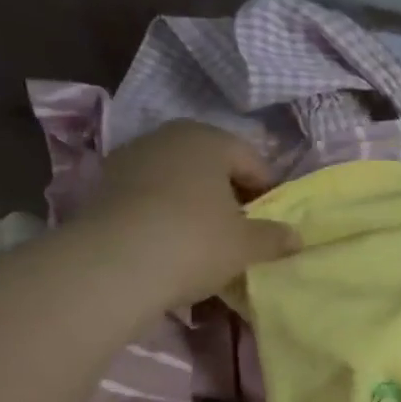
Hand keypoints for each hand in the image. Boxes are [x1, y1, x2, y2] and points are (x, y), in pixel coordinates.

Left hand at [80, 121, 299, 308]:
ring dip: (196, 204)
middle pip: (213, 166)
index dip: (269, 193)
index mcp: (208, 138)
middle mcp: (167, 137)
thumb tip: (296, 237)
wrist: (113, 265)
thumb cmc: (195, 242)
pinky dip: (165, 214)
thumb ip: (275, 238)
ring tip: (206, 241)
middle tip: (241, 232)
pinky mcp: (104, 185)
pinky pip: (150, 196)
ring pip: (179, 180)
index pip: (252, 161)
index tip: (273, 225)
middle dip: (230, 195)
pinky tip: (171, 244)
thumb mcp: (247, 245)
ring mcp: (130, 158)